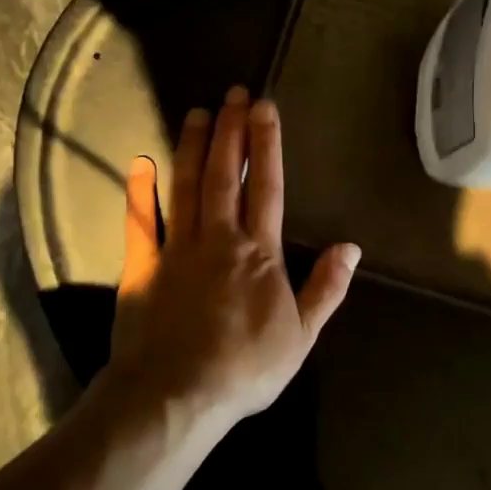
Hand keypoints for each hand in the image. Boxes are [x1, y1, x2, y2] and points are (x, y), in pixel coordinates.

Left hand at [99, 87, 360, 431]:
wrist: (176, 396)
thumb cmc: (245, 367)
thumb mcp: (302, 335)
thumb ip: (326, 288)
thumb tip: (351, 247)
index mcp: (260, 251)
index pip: (267, 186)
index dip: (267, 144)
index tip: (265, 108)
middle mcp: (219, 237)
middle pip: (226, 174)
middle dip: (232, 131)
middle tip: (234, 93)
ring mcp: (177, 248)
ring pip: (186, 186)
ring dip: (194, 147)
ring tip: (199, 113)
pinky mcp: (143, 266)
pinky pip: (141, 222)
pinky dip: (139, 191)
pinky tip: (140, 164)